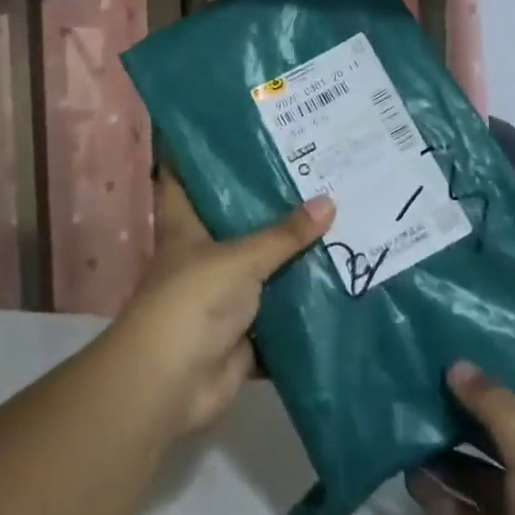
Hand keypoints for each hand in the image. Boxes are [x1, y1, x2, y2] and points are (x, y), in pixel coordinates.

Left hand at [108, 173, 330, 439]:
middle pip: (239, 224)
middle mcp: (204, 258)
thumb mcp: (240, 258)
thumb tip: (329, 201)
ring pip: (264, 270)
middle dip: (272, 206)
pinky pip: (281, 315)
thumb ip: (284, 235)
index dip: (203, 154)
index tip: (240, 130)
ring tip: (341, 221)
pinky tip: (342, 285)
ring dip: (295, 258)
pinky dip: (306, 307)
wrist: (172, 384)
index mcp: (186, 229)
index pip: (186, 179)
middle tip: (317, 174)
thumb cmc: (192, 302)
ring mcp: (224, 298)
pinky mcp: (245, 334)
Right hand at [407, 363, 514, 514]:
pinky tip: (407, 477)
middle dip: (470, 404)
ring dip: (447, 451)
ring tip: (403, 420)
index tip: (486, 337)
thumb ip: (495, 404)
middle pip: (506, 426)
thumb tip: (457, 364)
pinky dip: (440, 498)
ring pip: (481, 471)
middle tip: (422, 373)